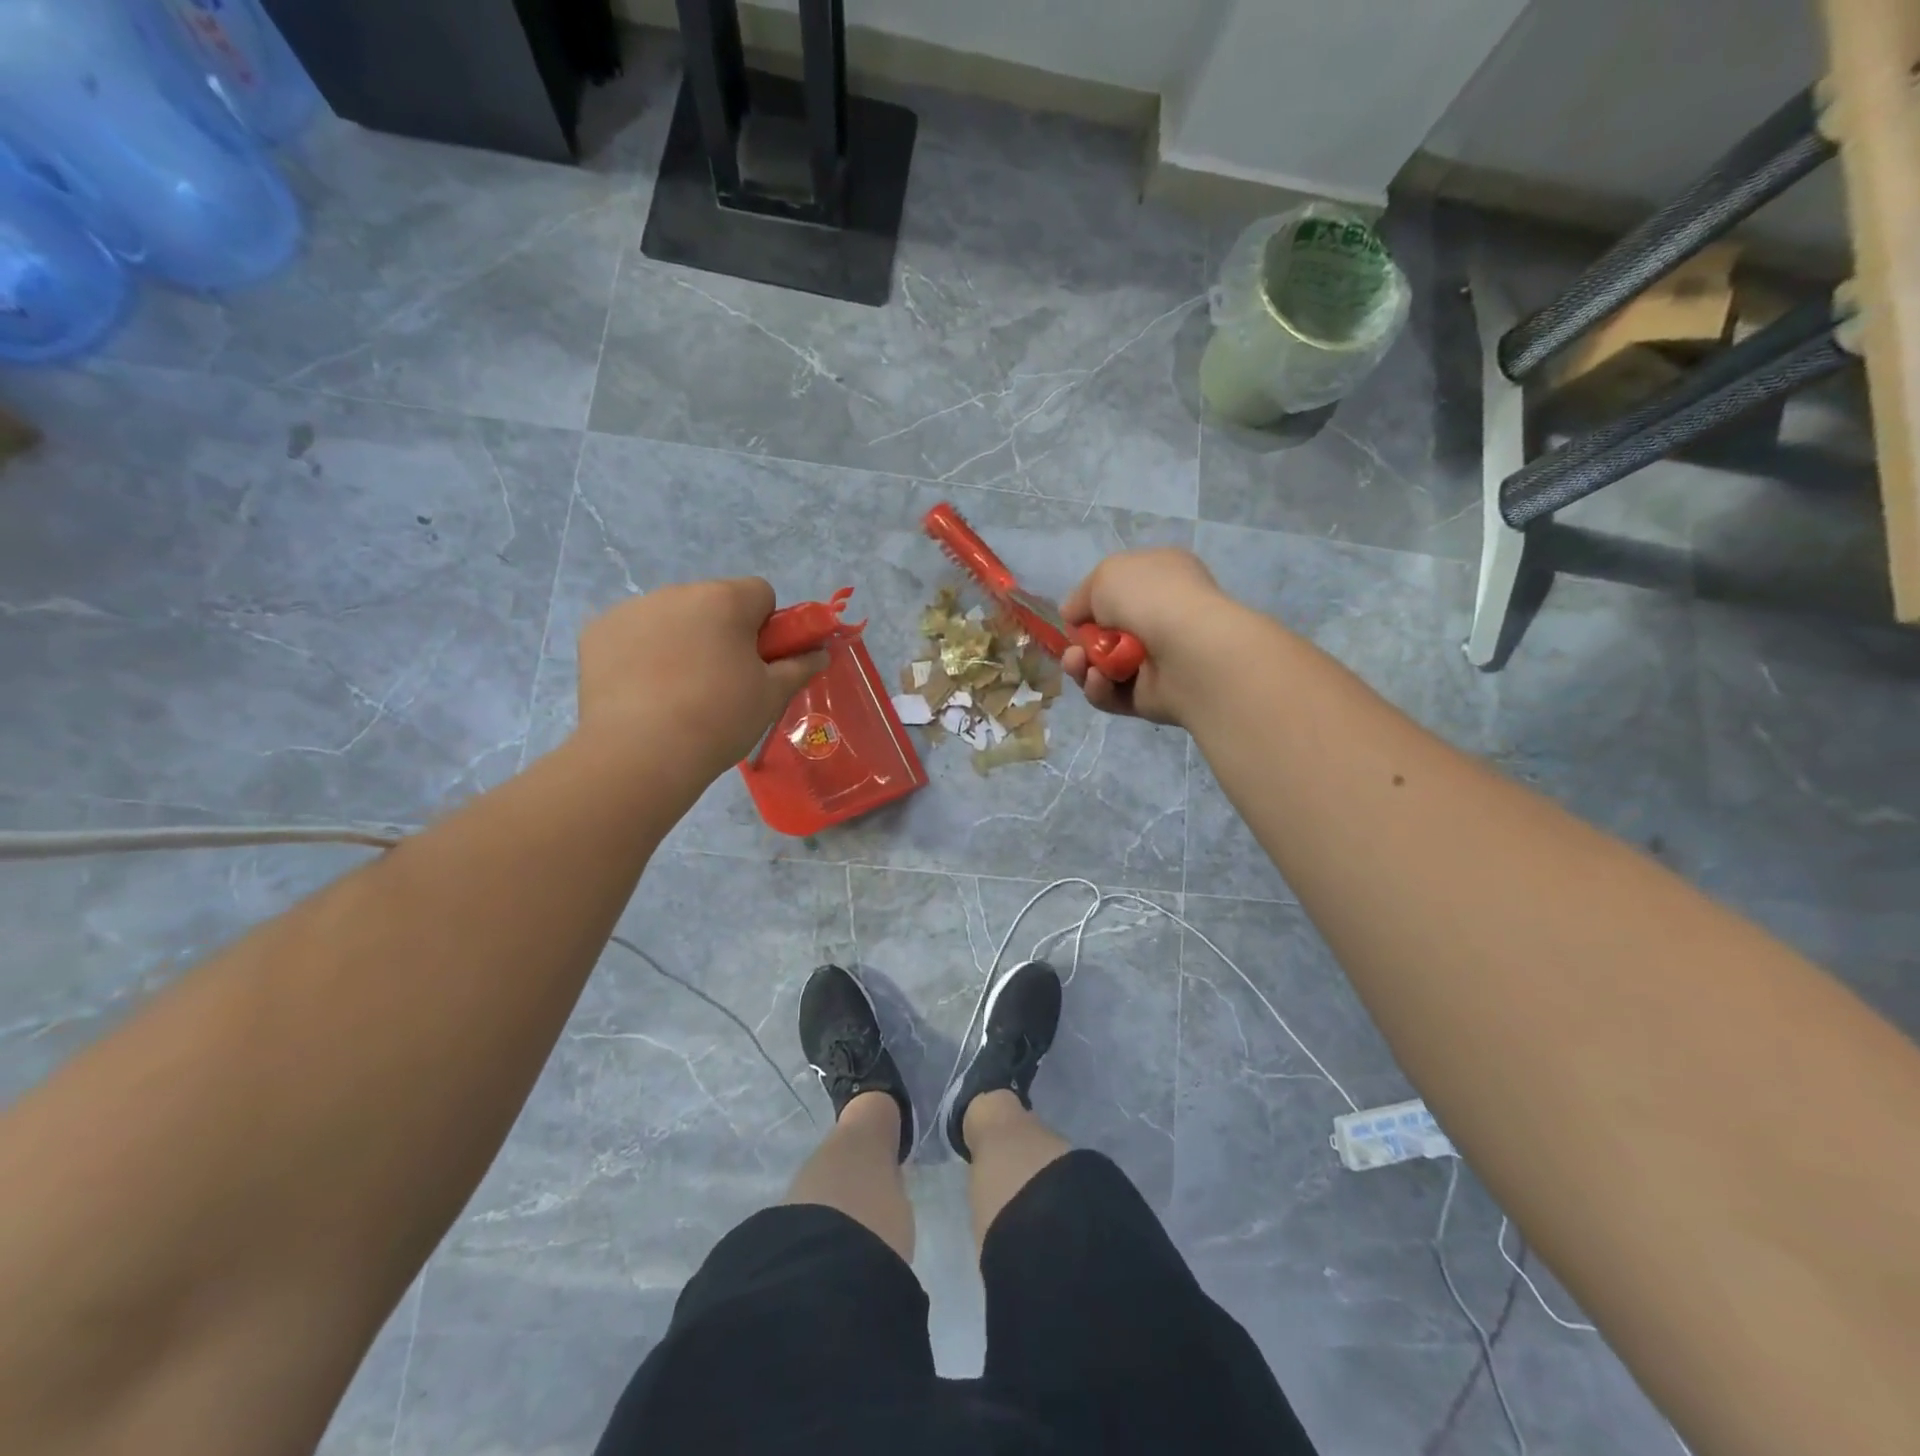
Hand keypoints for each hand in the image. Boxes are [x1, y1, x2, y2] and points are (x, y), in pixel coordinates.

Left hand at [576, 579, 828, 781]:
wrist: (640, 753)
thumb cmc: (718, 719)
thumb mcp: (772, 696)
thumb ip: (799, 666)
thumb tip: (821, 652)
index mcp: (724, 600)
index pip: (760, 592)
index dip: (767, 626)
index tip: (760, 661)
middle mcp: (677, 592)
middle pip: (713, 602)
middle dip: (722, 631)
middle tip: (721, 682)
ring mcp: (632, 609)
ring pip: (672, 617)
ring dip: (682, 640)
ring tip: (677, 693)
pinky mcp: (597, 632)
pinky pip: (633, 633)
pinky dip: (642, 653)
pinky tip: (643, 692)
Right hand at [1061, 549, 1237, 725]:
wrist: (1189, 650)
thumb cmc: (1150, 599)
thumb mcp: (1106, 575)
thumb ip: (1083, 595)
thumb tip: (1073, 615)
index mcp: (1160, 579)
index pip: (1118, 592)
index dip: (1091, 605)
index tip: (1072, 616)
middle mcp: (1161, 618)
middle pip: (1105, 635)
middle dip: (1080, 643)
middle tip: (1074, 650)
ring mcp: (1159, 660)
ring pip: (1103, 667)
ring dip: (1082, 667)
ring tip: (1080, 664)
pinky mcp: (1152, 697)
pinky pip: (1113, 695)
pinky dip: (1099, 688)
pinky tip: (1099, 680)